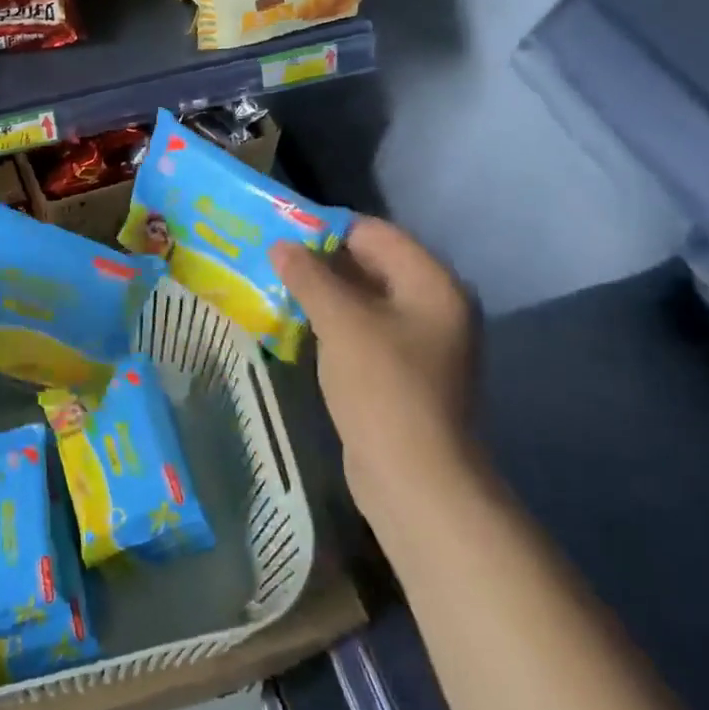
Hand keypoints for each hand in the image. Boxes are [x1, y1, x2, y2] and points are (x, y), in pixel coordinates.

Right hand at [273, 218, 482, 523]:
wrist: (414, 480)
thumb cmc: (382, 387)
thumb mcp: (341, 322)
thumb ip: (309, 277)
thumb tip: (281, 245)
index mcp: (432, 283)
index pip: (375, 233)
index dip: (327, 229)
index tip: (282, 234)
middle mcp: (434, 305)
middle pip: (372, 265)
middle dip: (322, 262)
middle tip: (273, 261)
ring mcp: (421, 342)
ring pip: (365, 300)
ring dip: (324, 294)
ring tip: (277, 289)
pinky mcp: (403, 372)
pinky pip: (364, 331)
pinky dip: (334, 324)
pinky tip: (298, 327)